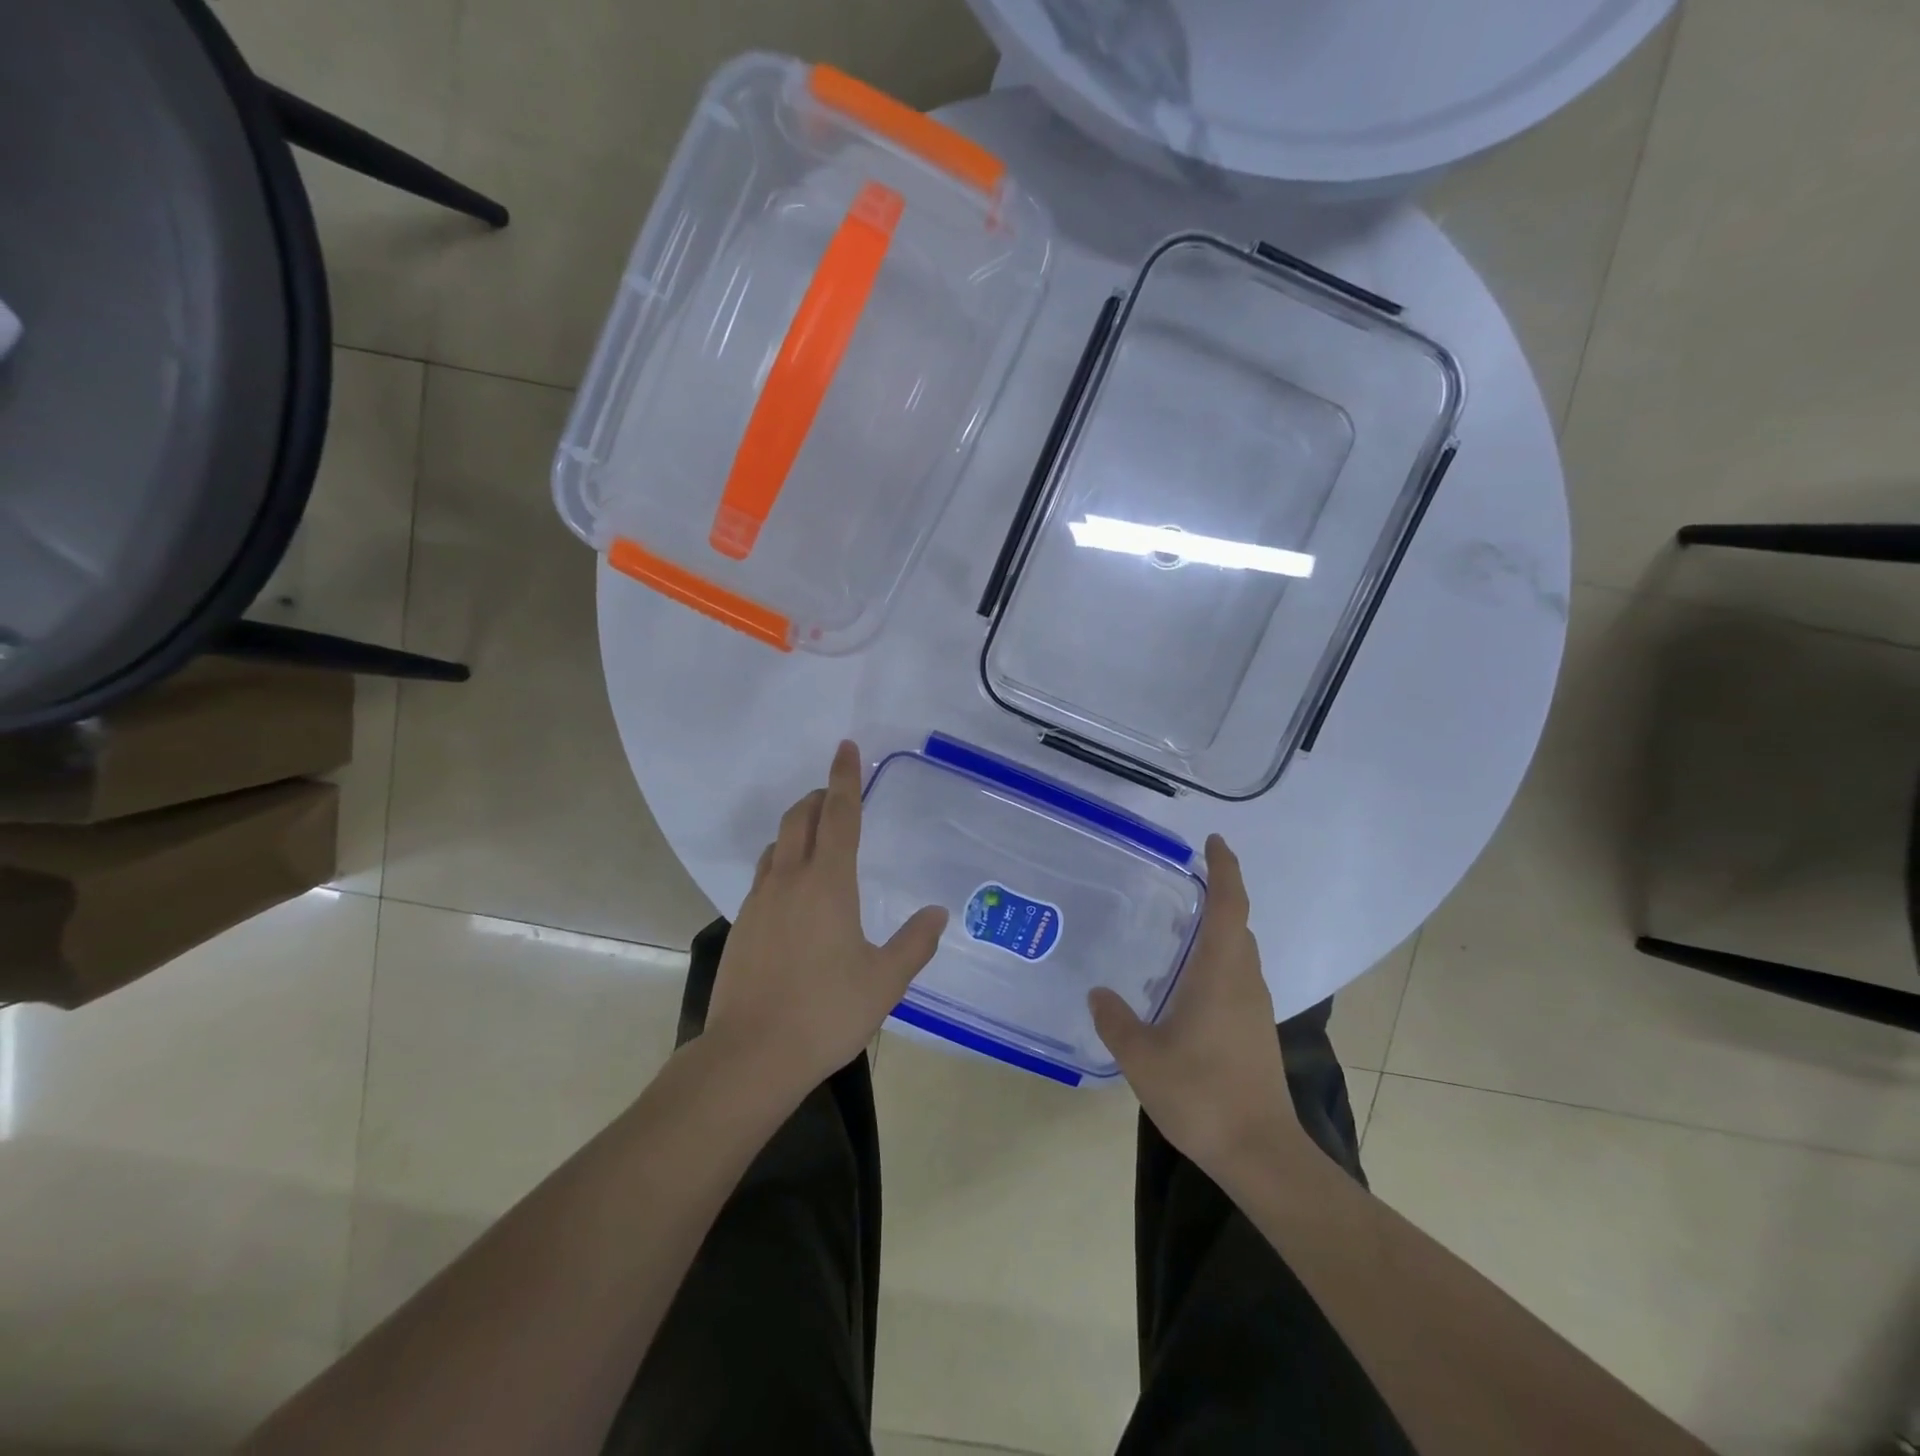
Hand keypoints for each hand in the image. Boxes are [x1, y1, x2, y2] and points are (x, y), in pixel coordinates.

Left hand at [704, 740, 947, 1104]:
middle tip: (836, 794)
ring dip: (796, 829)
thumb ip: (914, 942)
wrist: (751, 1055)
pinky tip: (793, 893)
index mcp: (828, 883)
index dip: (845, 778)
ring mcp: (758, 902)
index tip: (845, 747)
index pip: (840, 815)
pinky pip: (763, 877)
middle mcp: (789, 880)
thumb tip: (938, 913)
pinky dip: (781, 863)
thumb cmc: (826, 1012)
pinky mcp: (741, 926)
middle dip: (818, 798)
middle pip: (799, 819)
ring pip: (776, 846)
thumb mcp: (884, 981)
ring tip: (816, 838)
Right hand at [1088, 835, 1299, 1181]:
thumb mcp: (1142, 1057)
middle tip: (1179, 886)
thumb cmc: (1202, 1095)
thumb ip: (1115, 1020)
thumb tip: (1099, 992)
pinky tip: (1184, 985)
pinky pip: (1236, 978)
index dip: (1225, 869)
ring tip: (1174, 931)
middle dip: (1217, 897)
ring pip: (1238, 954)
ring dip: (1215, 932)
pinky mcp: (1255, 1031)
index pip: (1229, 905)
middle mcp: (1244, 981)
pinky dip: (1215, 962)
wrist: (1260, 1153)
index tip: (1214, 842)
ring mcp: (1254, 1008)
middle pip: (1237, 925)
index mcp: (1221, 973)